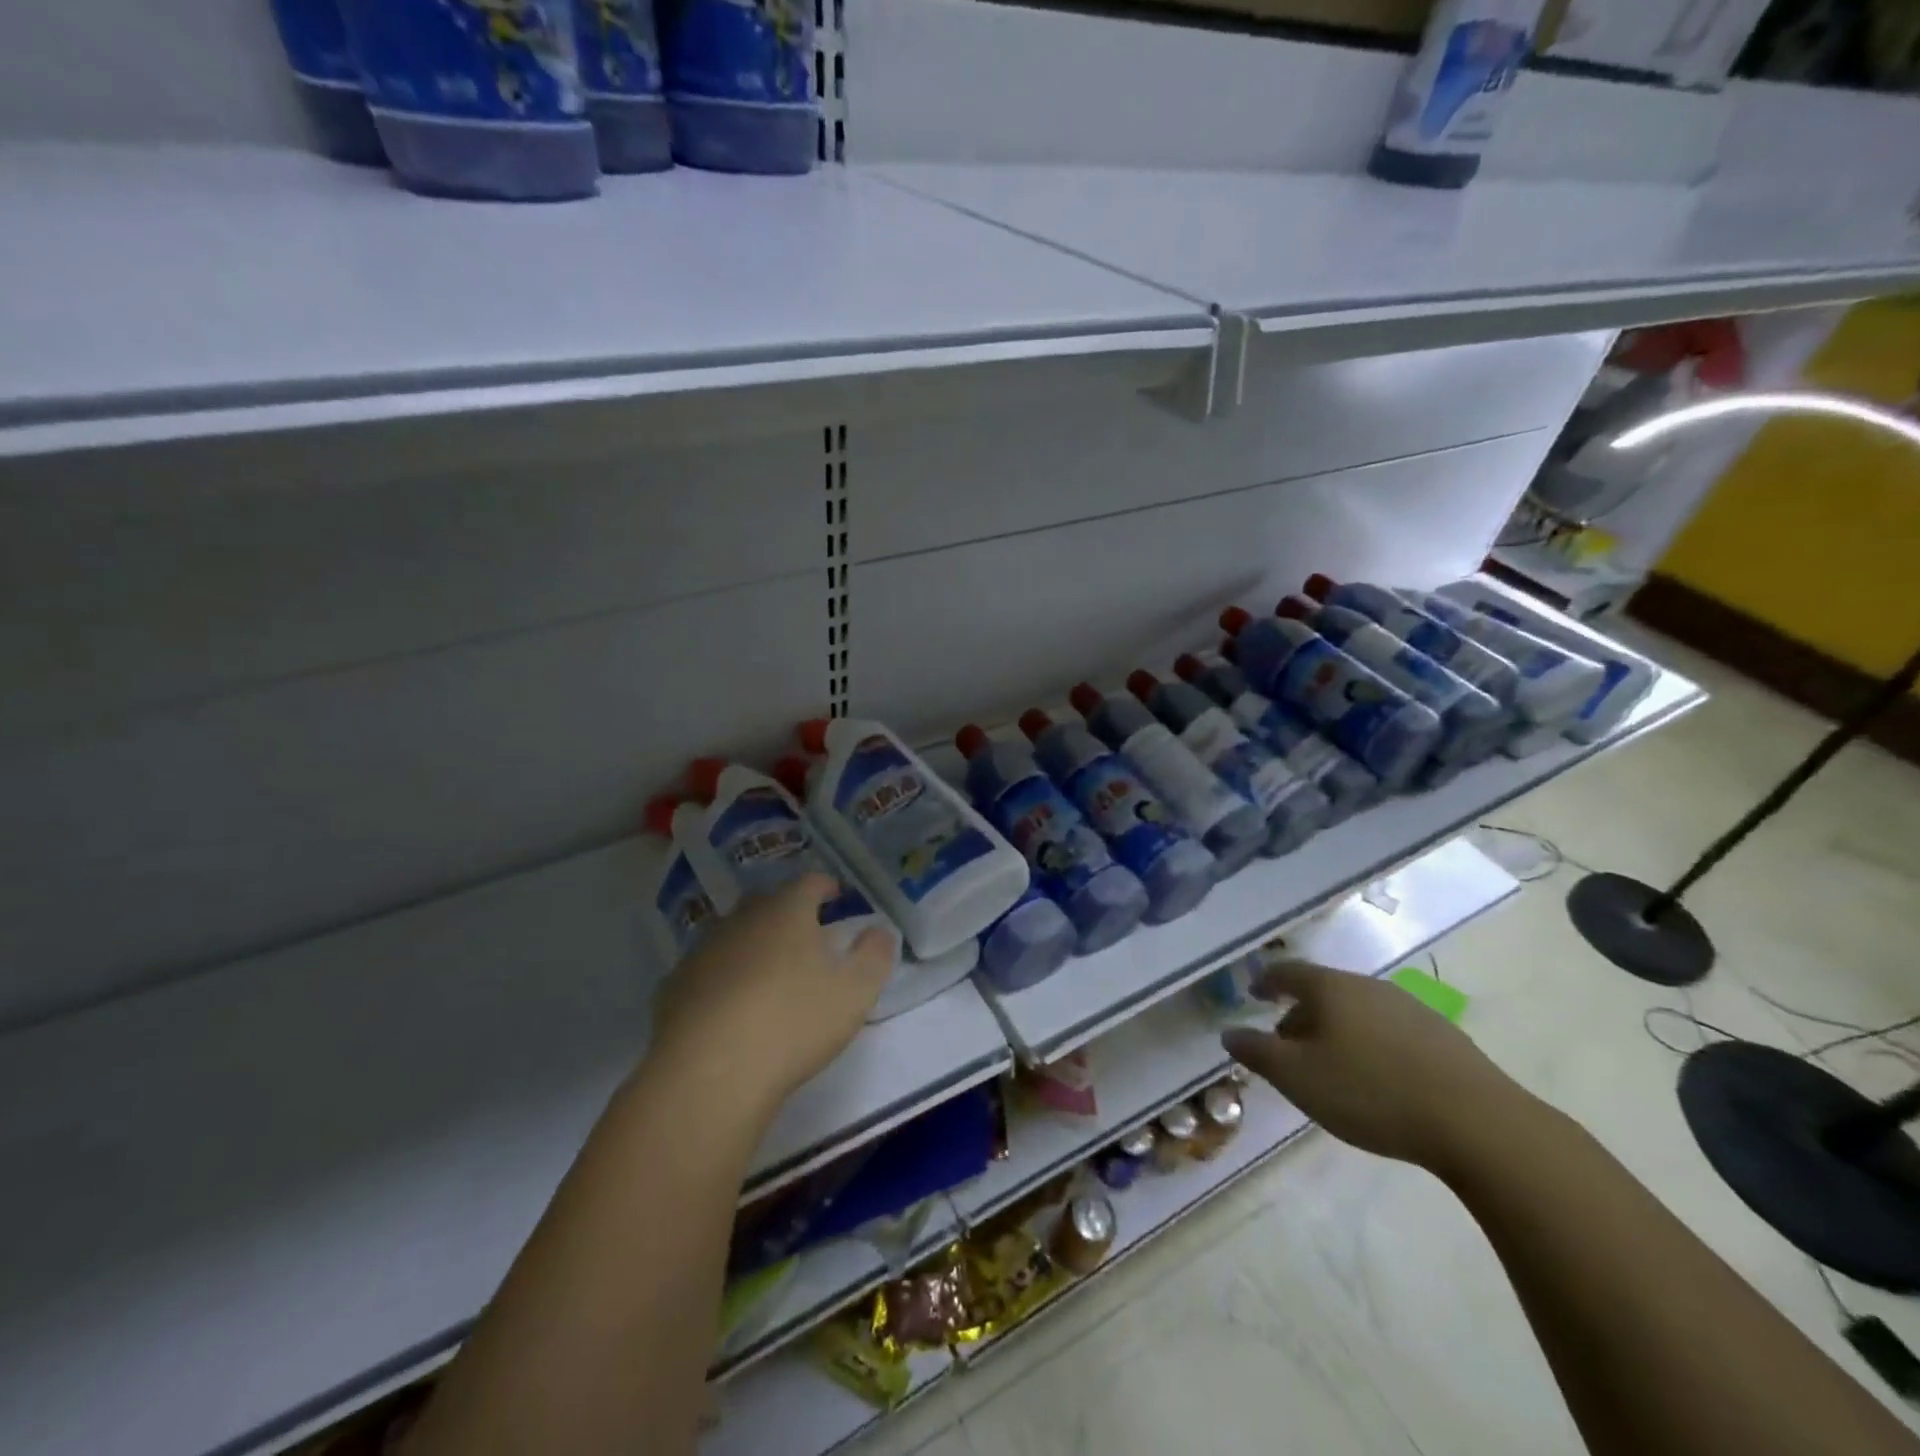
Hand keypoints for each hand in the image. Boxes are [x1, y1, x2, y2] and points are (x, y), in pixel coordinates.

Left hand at [649, 874, 896, 1117]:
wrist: (709, 1074)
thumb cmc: (793, 1022)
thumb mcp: (855, 992)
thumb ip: (875, 955)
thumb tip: (880, 931)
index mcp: (786, 912)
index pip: (809, 882)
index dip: (826, 886)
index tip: (837, 897)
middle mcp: (741, 920)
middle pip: (767, 903)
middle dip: (787, 912)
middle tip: (805, 934)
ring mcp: (702, 952)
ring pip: (732, 935)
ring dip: (751, 945)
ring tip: (767, 972)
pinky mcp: (674, 988)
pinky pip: (705, 971)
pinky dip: (720, 978)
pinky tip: (729, 1007)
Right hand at [1221, 959, 1529, 1171]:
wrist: (1478, 1124)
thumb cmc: (1370, 1092)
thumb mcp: (1297, 1078)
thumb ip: (1256, 1053)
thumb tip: (1229, 1033)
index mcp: (1330, 988)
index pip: (1287, 972)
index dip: (1266, 981)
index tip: (1254, 993)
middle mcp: (1368, 986)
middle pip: (1323, 991)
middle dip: (1300, 1014)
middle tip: (1288, 1045)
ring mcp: (1410, 1008)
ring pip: (1358, 1011)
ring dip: (1336, 1030)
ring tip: (1331, 1066)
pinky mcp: (1443, 1037)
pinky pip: (1389, 1030)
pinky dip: (1370, 1044)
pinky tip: (1377, 1078)